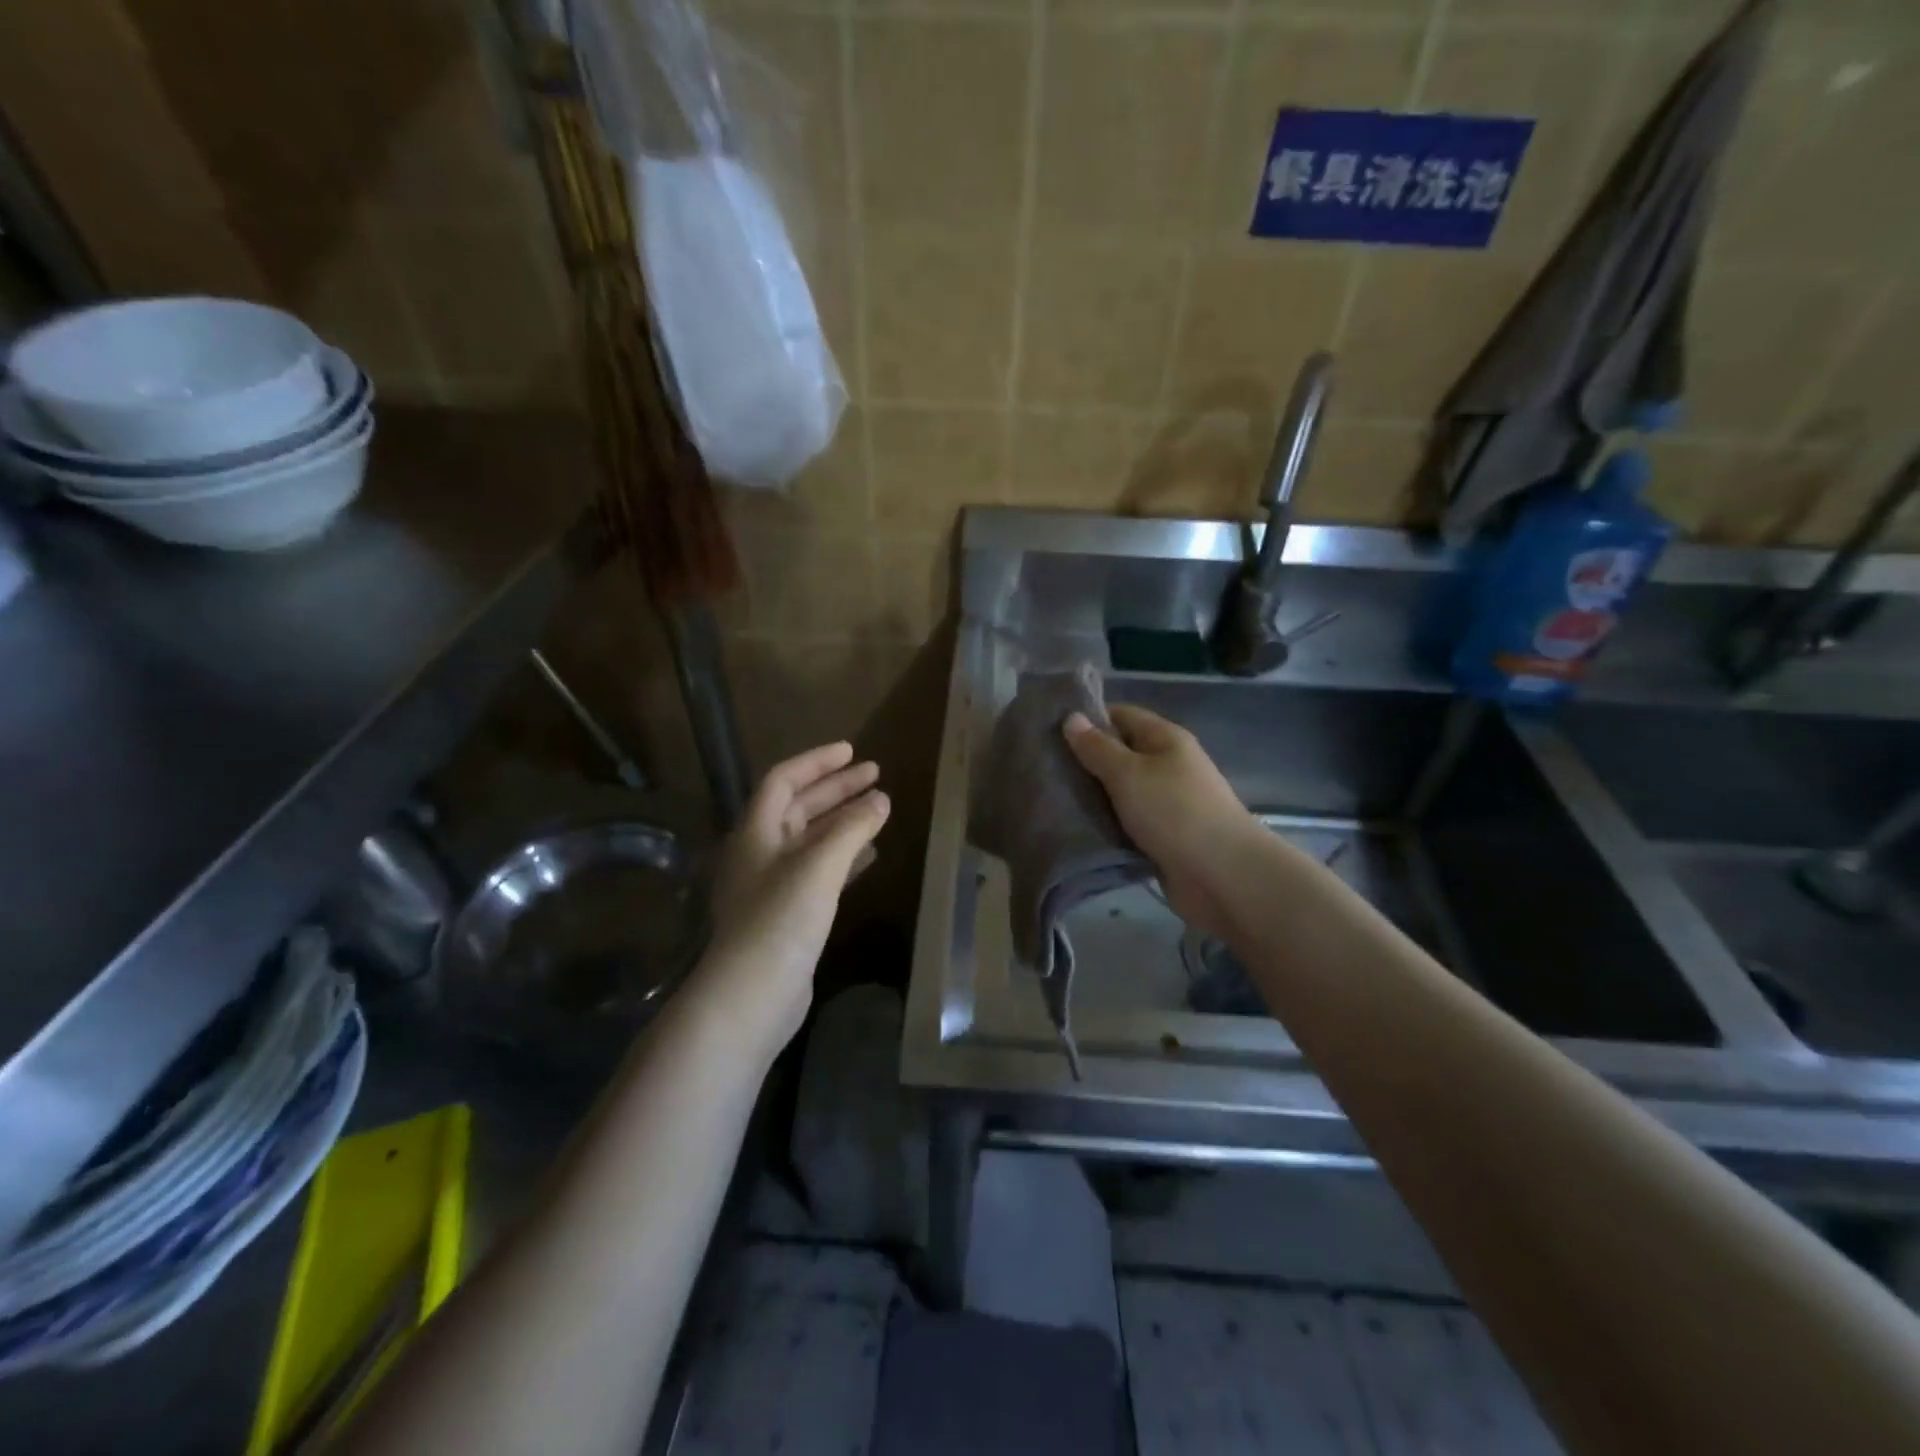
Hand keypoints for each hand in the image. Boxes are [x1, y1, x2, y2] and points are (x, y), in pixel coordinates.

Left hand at [693, 742, 889, 1058]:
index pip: (783, 780)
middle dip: (835, 789)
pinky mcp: (788, 914)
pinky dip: (844, 857)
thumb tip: (881, 800)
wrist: (752, 994)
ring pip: (811, 840)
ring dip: (842, 821)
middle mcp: (761, 853)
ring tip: (878, 808)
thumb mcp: (819, 865)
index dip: (816, 762)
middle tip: (875, 774)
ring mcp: (773, 885)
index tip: (851, 751)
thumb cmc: (781, 919)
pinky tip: (869, 856)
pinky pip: (819, 871)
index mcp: (756, 832)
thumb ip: (852, 829)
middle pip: (798, 807)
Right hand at [1063, 704, 1256, 941]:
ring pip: (1120, 791)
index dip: (1087, 719)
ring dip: (1092, 796)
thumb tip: (1071, 717)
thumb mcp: (1128, 773)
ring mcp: (1166, 802)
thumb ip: (1097, 747)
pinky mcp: (1162, 836)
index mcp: (1165, 739)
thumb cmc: (1174, 812)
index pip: (1121, 715)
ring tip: (1049, 798)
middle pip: (1120, 754)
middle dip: (1084, 761)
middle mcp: (1168, 765)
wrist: (1221, 875)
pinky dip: (1105, 824)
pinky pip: (1126, 822)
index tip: (1048, 731)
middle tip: (1043, 768)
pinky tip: (1075, 828)